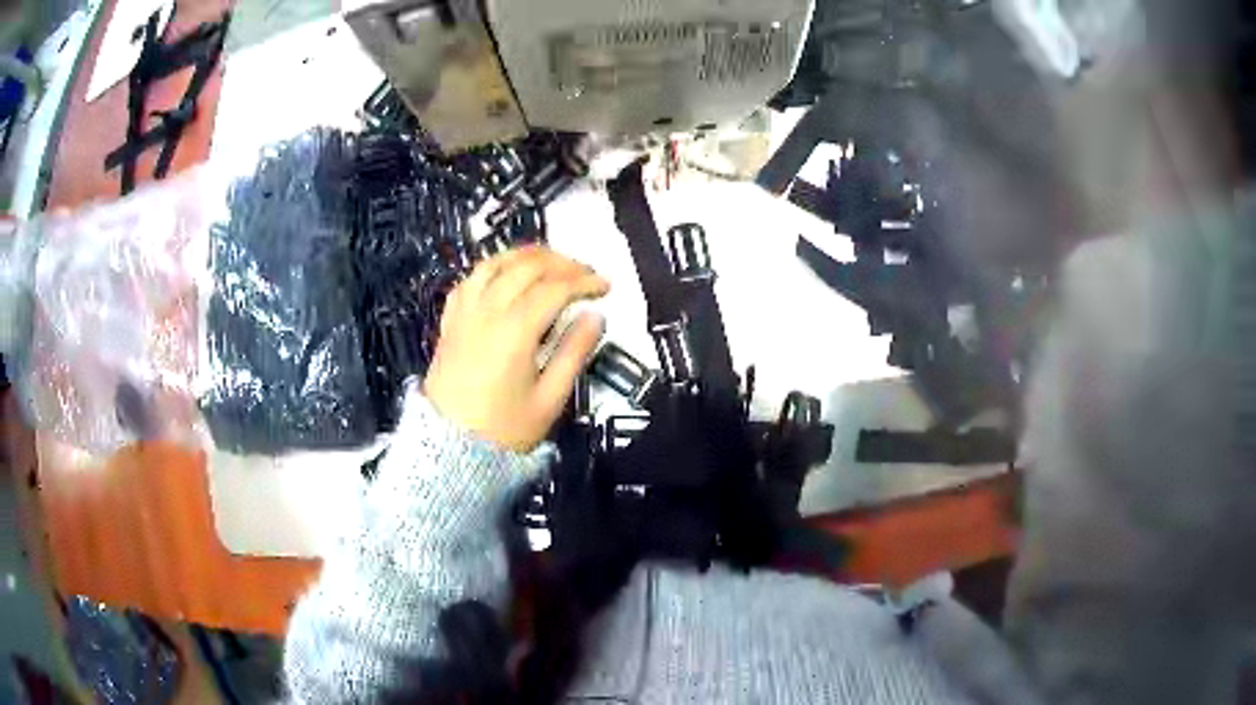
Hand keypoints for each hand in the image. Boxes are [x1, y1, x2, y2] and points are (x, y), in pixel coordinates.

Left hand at [424, 246, 609, 451]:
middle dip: (561, 262)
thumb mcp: (549, 400)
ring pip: (494, 264)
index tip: (606, 286)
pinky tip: (505, 274)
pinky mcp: (450, 322)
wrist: (449, 449)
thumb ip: (574, 354)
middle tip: (584, 273)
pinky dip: (492, 268)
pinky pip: (469, 280)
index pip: (555, 288)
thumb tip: (595, 317)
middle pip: (526, 266)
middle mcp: (487, 311)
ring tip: (550, 262)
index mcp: (515, 331)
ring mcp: (464, 313)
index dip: (584, 281)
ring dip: (525, 255)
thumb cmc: (504, 430)